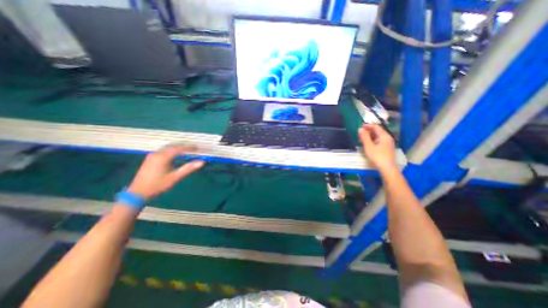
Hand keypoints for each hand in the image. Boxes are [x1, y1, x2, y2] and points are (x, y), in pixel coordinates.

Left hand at [128, 146, 203, 200]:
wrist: (137, 193)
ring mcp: (152, 156)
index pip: (178, 148)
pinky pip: (163, 151)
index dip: (188, 147)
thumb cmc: (158, 185)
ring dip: (178, 148)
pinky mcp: (150, 159)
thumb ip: (188, 168)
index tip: (197, 148)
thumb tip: (202, 162)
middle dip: (184, 146)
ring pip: (167, 148)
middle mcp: (156, 154)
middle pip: (172, 146)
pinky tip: (176, 154)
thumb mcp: (175, 177)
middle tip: (193, 148)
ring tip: (187, 150)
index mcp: (162, 157)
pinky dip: (172, 151)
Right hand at [358, 123, 396, 172]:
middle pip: (377, 131)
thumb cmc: (377, 156)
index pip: (376, 127)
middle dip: (368, 131)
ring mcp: (388, 143)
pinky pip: (379, 141)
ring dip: (369, 136)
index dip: (368, 126)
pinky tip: (367, 144)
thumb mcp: (369, 146)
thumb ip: (364, 137)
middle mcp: (387, 138)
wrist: (387, 168)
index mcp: (384, 136)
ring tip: (361, 139)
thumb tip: (360, 129)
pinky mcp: (387, 148)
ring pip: (378, 136)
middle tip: (359, 134)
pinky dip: (372, 140)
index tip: (360, 127)